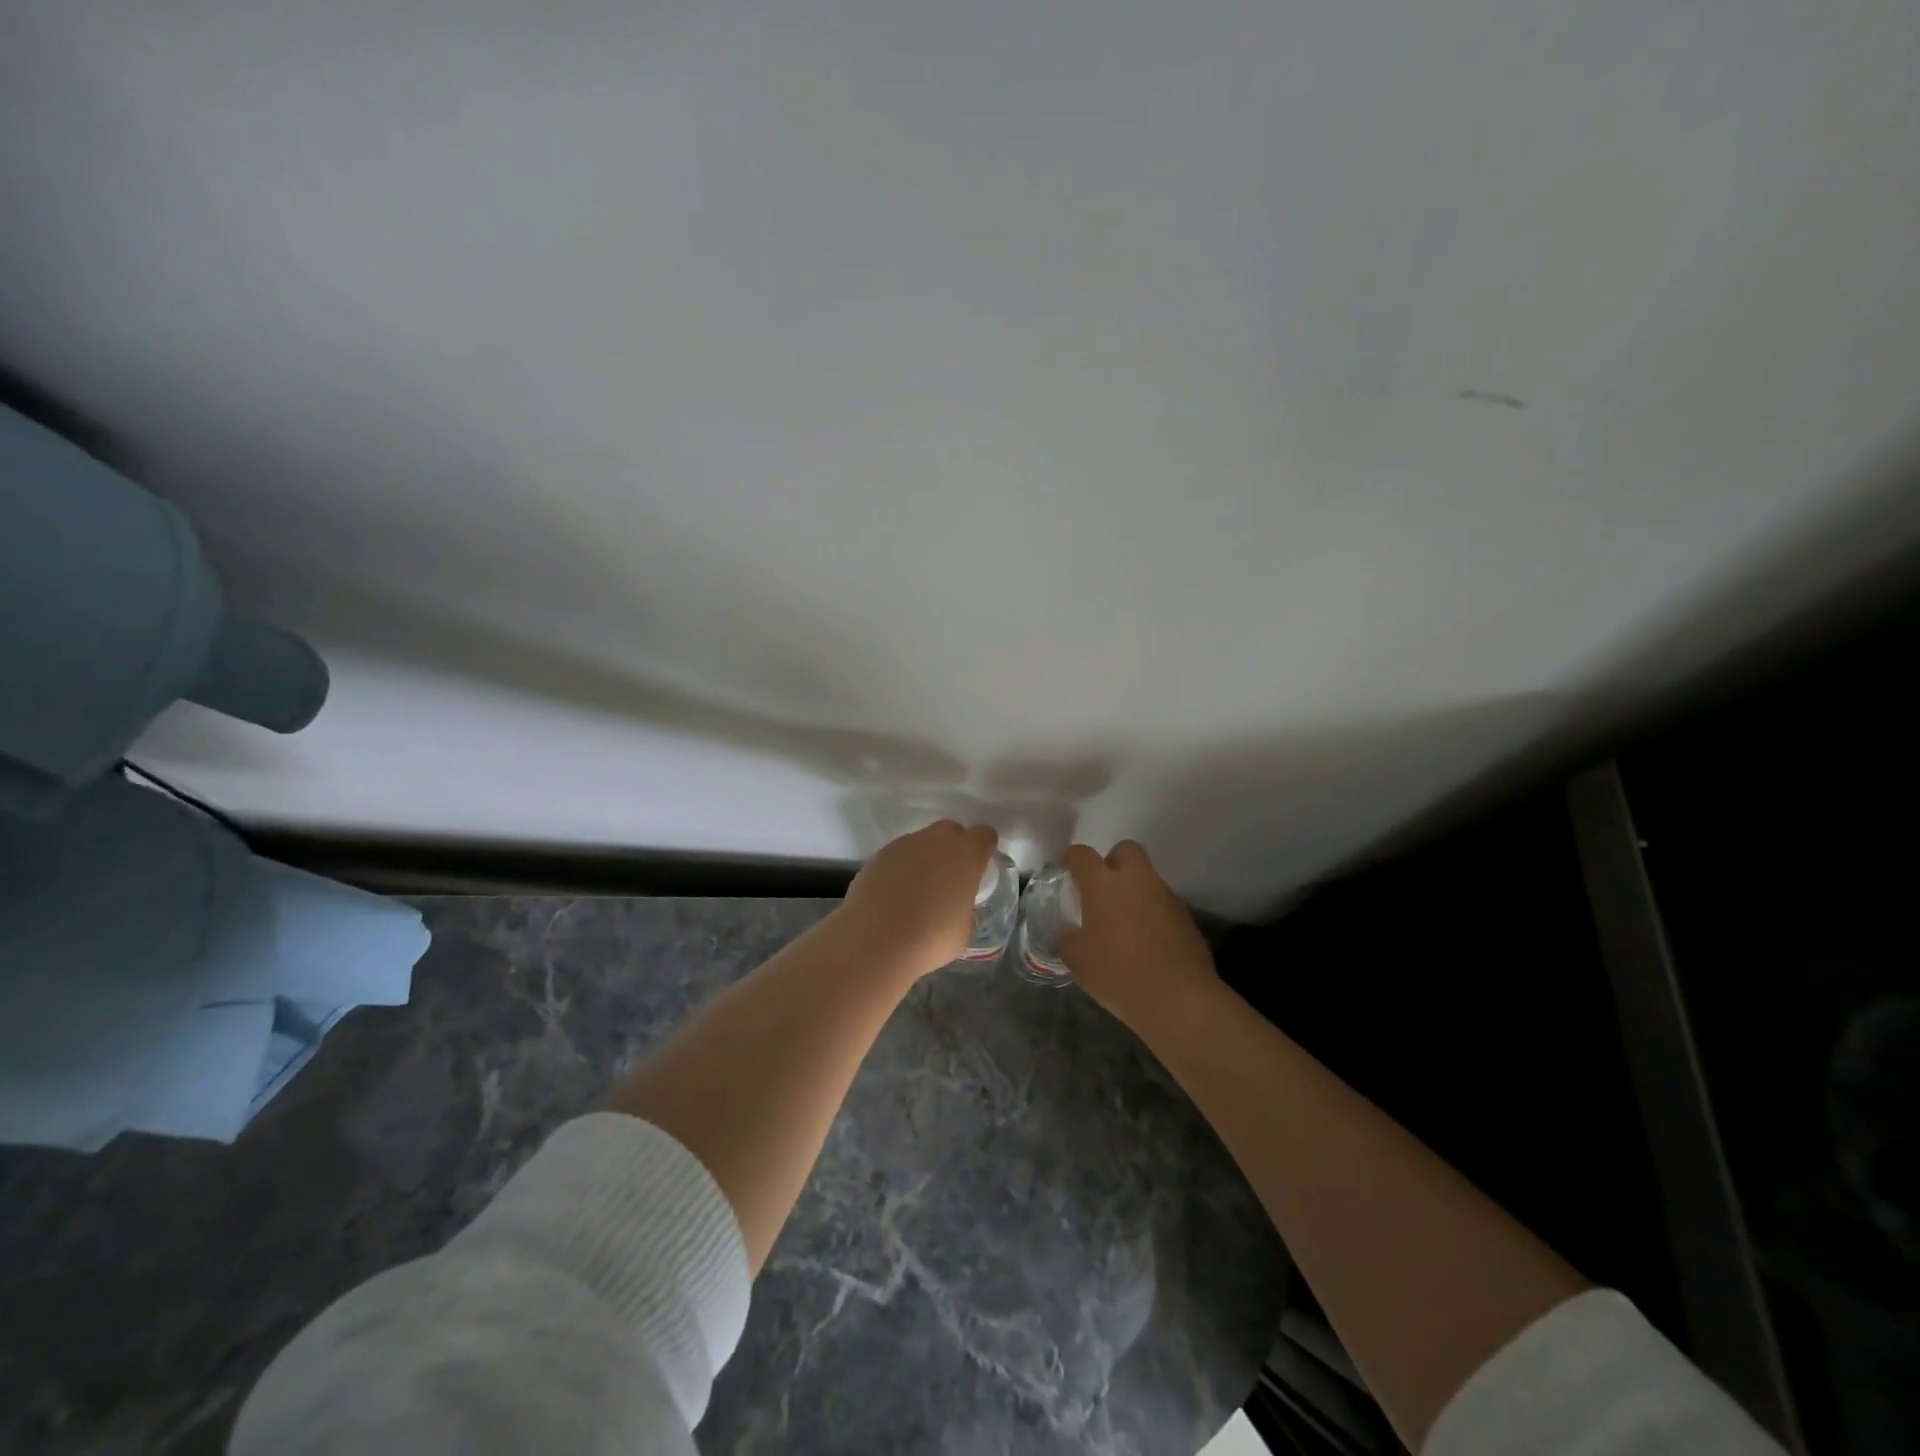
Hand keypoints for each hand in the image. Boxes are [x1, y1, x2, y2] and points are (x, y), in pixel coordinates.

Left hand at [838, 821, 998, 979]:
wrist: (876, 941)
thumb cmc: (930, 939)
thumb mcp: (964, 929)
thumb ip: (965, 906)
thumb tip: (956, 905)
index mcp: (966, 855)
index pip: (984, 835)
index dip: (984, 848)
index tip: (981, 866)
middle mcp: (936, 841)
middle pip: (951, 831)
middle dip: (953, 848)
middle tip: (950, 878)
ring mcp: (904, 845)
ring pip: (922, 842)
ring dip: (925, 859)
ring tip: (918, 891)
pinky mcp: (878, 856)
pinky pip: (898, 856)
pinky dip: (901, 869)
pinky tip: (895, 895)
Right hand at [1058, 840, 1216, 1026]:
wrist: (1178, 998)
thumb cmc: (1118, 975)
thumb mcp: (1078, 961)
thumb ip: (1067, 940)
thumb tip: (1067, 933)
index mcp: (1103, 885)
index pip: (1083, 855)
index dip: (1072, 858)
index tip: (1067, 867)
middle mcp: (1136, 881)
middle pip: (1125, 850)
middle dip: (1112, 861)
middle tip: (1102, 888)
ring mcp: (1165, 896)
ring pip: (1147, 877)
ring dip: (1135, 889)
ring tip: (1125, 920)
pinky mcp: (1186, 916)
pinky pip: (1163, 902)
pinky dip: (1153, 912)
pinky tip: (1147, 939)